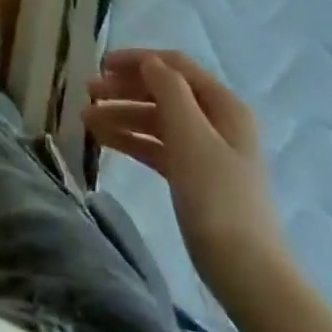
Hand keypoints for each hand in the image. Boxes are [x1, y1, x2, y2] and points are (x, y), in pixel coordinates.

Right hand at [82, 48, 285, 295]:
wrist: (245, 270)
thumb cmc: (217, 195)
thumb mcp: (190, 134)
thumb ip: (168, 89)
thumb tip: (149, 62)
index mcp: (223, 105)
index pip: (174, 66)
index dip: (137, 60)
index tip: (101, 65)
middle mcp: (216, 122)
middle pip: (163, 91)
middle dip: (124, 89)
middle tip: (88, 93)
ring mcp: (205, 151)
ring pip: (156, 120)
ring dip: (122, 115)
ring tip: (86, 120)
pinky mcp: (193, 178)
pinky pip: (156, 147)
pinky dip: (130, 140)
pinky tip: (103, 140)